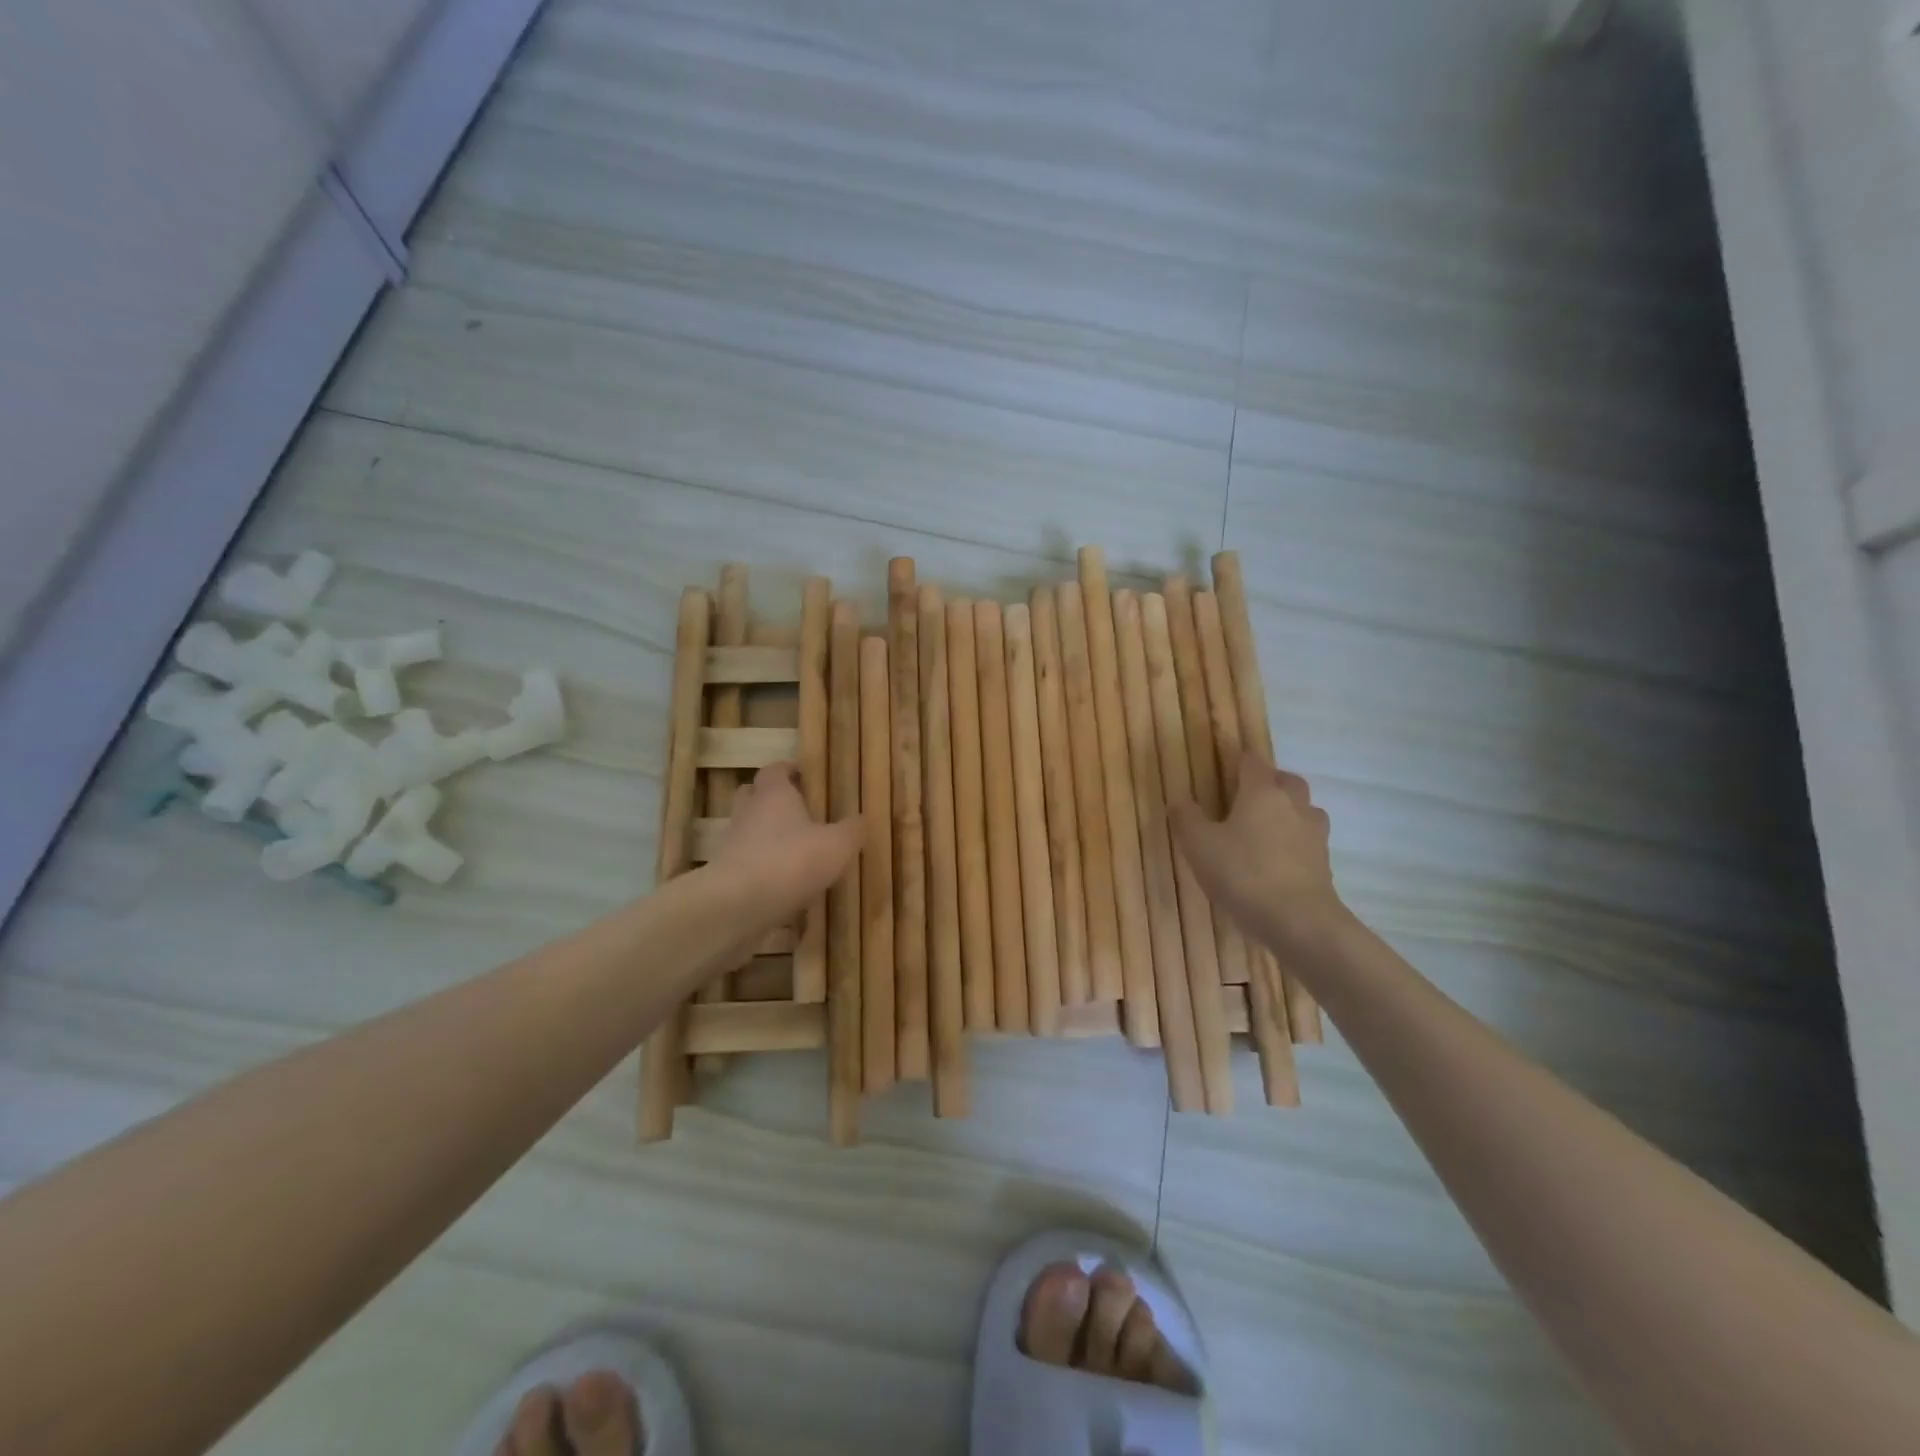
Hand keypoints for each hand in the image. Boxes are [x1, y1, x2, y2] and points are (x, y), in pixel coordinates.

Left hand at [706, 762, 862, 922]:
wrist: (736, 906)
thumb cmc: (790, 861)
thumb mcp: (836, 845)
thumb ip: (851, 830)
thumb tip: (861, 819)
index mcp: (774, 795)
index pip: (775, 770)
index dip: (788, 770)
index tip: (803, 776)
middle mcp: (748, 813)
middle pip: (753, 795)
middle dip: (771, 799)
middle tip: (796, 810)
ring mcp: (731, 844)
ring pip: (748, 830)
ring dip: (765, 836)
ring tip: (793, 851)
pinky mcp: (724, 875)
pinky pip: (745, 863)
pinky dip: (760, 868)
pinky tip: (781, 884)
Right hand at [1170, 754, 1347, 954]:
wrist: (1299, 921)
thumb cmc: (1243, 873)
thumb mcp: (1199, 846)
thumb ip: (1187, 818)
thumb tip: (1180, 800)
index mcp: (1262, 792)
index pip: (1252, 761)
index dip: (1238, 761)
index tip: (1223, 770)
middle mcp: (1293, 804)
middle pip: (1285, 780)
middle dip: (1268, 783)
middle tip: (1244, 800)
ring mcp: (1314, 833)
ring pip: (1303, 809)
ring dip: (1287, 812)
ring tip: (1263, 830)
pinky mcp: (1324, 862)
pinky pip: (1308, 840)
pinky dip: (1294, 842)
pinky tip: (1277, 860)